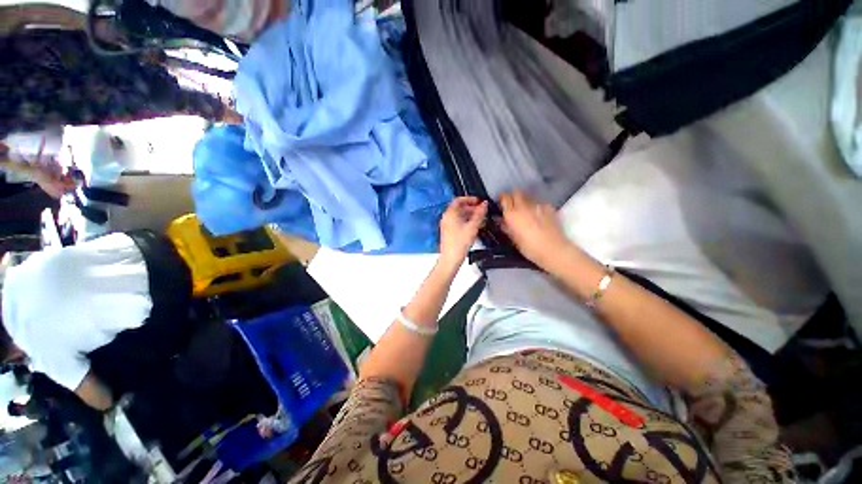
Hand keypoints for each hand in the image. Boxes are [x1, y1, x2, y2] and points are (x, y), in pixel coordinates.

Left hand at [439, 197, 487, 268]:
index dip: (470, 199)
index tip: (478, 201)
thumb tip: (484, 204)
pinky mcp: (448, 232)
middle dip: (471, 208)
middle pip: (459, 207)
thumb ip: (479, 214)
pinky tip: (474, 227)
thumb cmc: (459, 244)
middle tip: (481, 210)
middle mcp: (447, 218)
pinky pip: (457, 222)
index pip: (459, 200)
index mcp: (450, 213)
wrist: (451, 258)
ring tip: (480, 219)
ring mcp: (447, 225)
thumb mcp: (473, 226)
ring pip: (459, 215)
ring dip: (469, 215)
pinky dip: (466, 221)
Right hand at [500, 191, 571, 267]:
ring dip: (525, 202)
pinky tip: (539, 216)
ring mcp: (537, 205)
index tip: (502, 205)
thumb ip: (507, 227)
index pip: (505, 198)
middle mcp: (523, 206)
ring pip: (528, 197)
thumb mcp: (514, 239)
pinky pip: (539, 203)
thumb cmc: (529, 248)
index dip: (503, 200)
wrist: (553, 250)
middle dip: (514, 197)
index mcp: (512, 214)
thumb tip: (502, 221)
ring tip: (527, 212)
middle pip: (516, 193)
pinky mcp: (549, 207)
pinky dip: (537, 207)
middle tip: (513, 206)